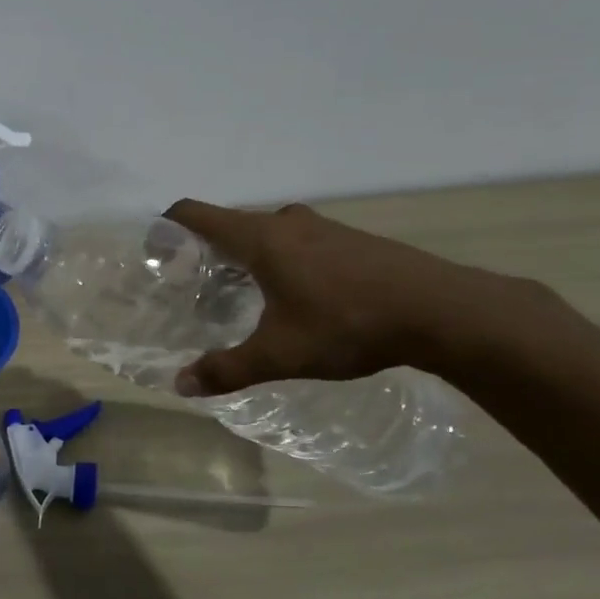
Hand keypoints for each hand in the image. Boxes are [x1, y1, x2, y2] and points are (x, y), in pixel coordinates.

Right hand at [163, 199, 532, 395]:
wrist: (444, 311)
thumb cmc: (348, 323)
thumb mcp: (280, 354)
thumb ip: (227, 368)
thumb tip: (180, 385)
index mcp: (260, 238)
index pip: (196, 213)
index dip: (168, 225)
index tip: (156, 251)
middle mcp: (287, 223)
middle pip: (230, 224)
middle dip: (206, 251)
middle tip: (195, 288)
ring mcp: (324, 228)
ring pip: (267, 234)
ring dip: (247, 257)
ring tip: (240, 296)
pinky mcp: (353, 241)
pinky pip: (298, 243)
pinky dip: (281, 261)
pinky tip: (294, 299)